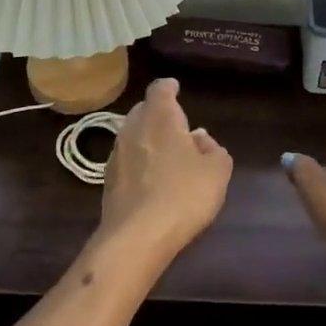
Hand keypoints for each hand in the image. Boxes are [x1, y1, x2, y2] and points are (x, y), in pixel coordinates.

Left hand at [94, 78, 231, 269]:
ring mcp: (116, 154)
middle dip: (160, 115)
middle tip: (178, 129)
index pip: (160, 89)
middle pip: (145, 111)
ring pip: (134, 136)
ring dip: (149, 141)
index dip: (169, 88)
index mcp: (159, 116)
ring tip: (168, 157)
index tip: (176, 88)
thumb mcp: (217, 171)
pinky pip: (128, 161)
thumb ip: (214, 149)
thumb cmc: (183, 194)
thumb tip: (200, 139)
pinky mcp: (108, 181)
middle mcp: (133, 127)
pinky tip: (153, 182)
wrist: (137, 237)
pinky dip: (140, 164)